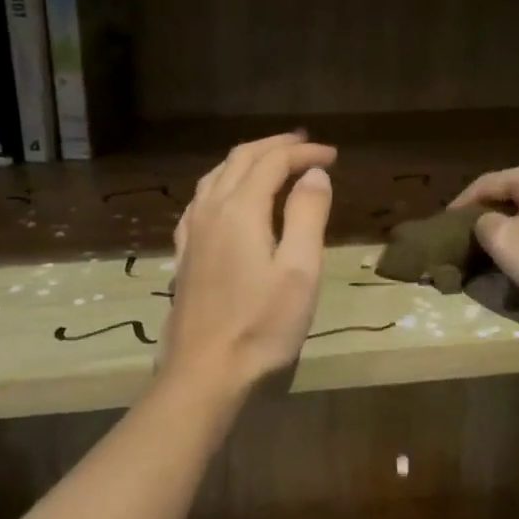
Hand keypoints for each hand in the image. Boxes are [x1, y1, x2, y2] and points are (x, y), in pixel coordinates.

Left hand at [161, 132, 336, 394]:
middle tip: (306, 146)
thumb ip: (307, 215)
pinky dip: (222, 185)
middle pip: (240, 160)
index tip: (333, 156)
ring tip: (272, 163)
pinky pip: (200, 201)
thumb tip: (314, 173)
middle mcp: (210, 211)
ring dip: (247, 161)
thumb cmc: (262, 325)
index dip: (303, 153)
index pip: (272, 162)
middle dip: (274, 147)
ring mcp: (192, 233)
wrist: (206, 372)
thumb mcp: (299, 270)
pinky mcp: (184, 255)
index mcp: (240, 210)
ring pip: (216, 177)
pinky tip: (227, 199)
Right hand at [451, 160, 518, 313]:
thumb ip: (484, 225)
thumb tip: (487, 222)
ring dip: (515, 227)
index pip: (486, 183)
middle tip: (470, 237)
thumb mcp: (503, 242)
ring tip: (500, 249)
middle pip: (514, 194)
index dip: (461, 204)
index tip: (444, 224)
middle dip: (490, 214)